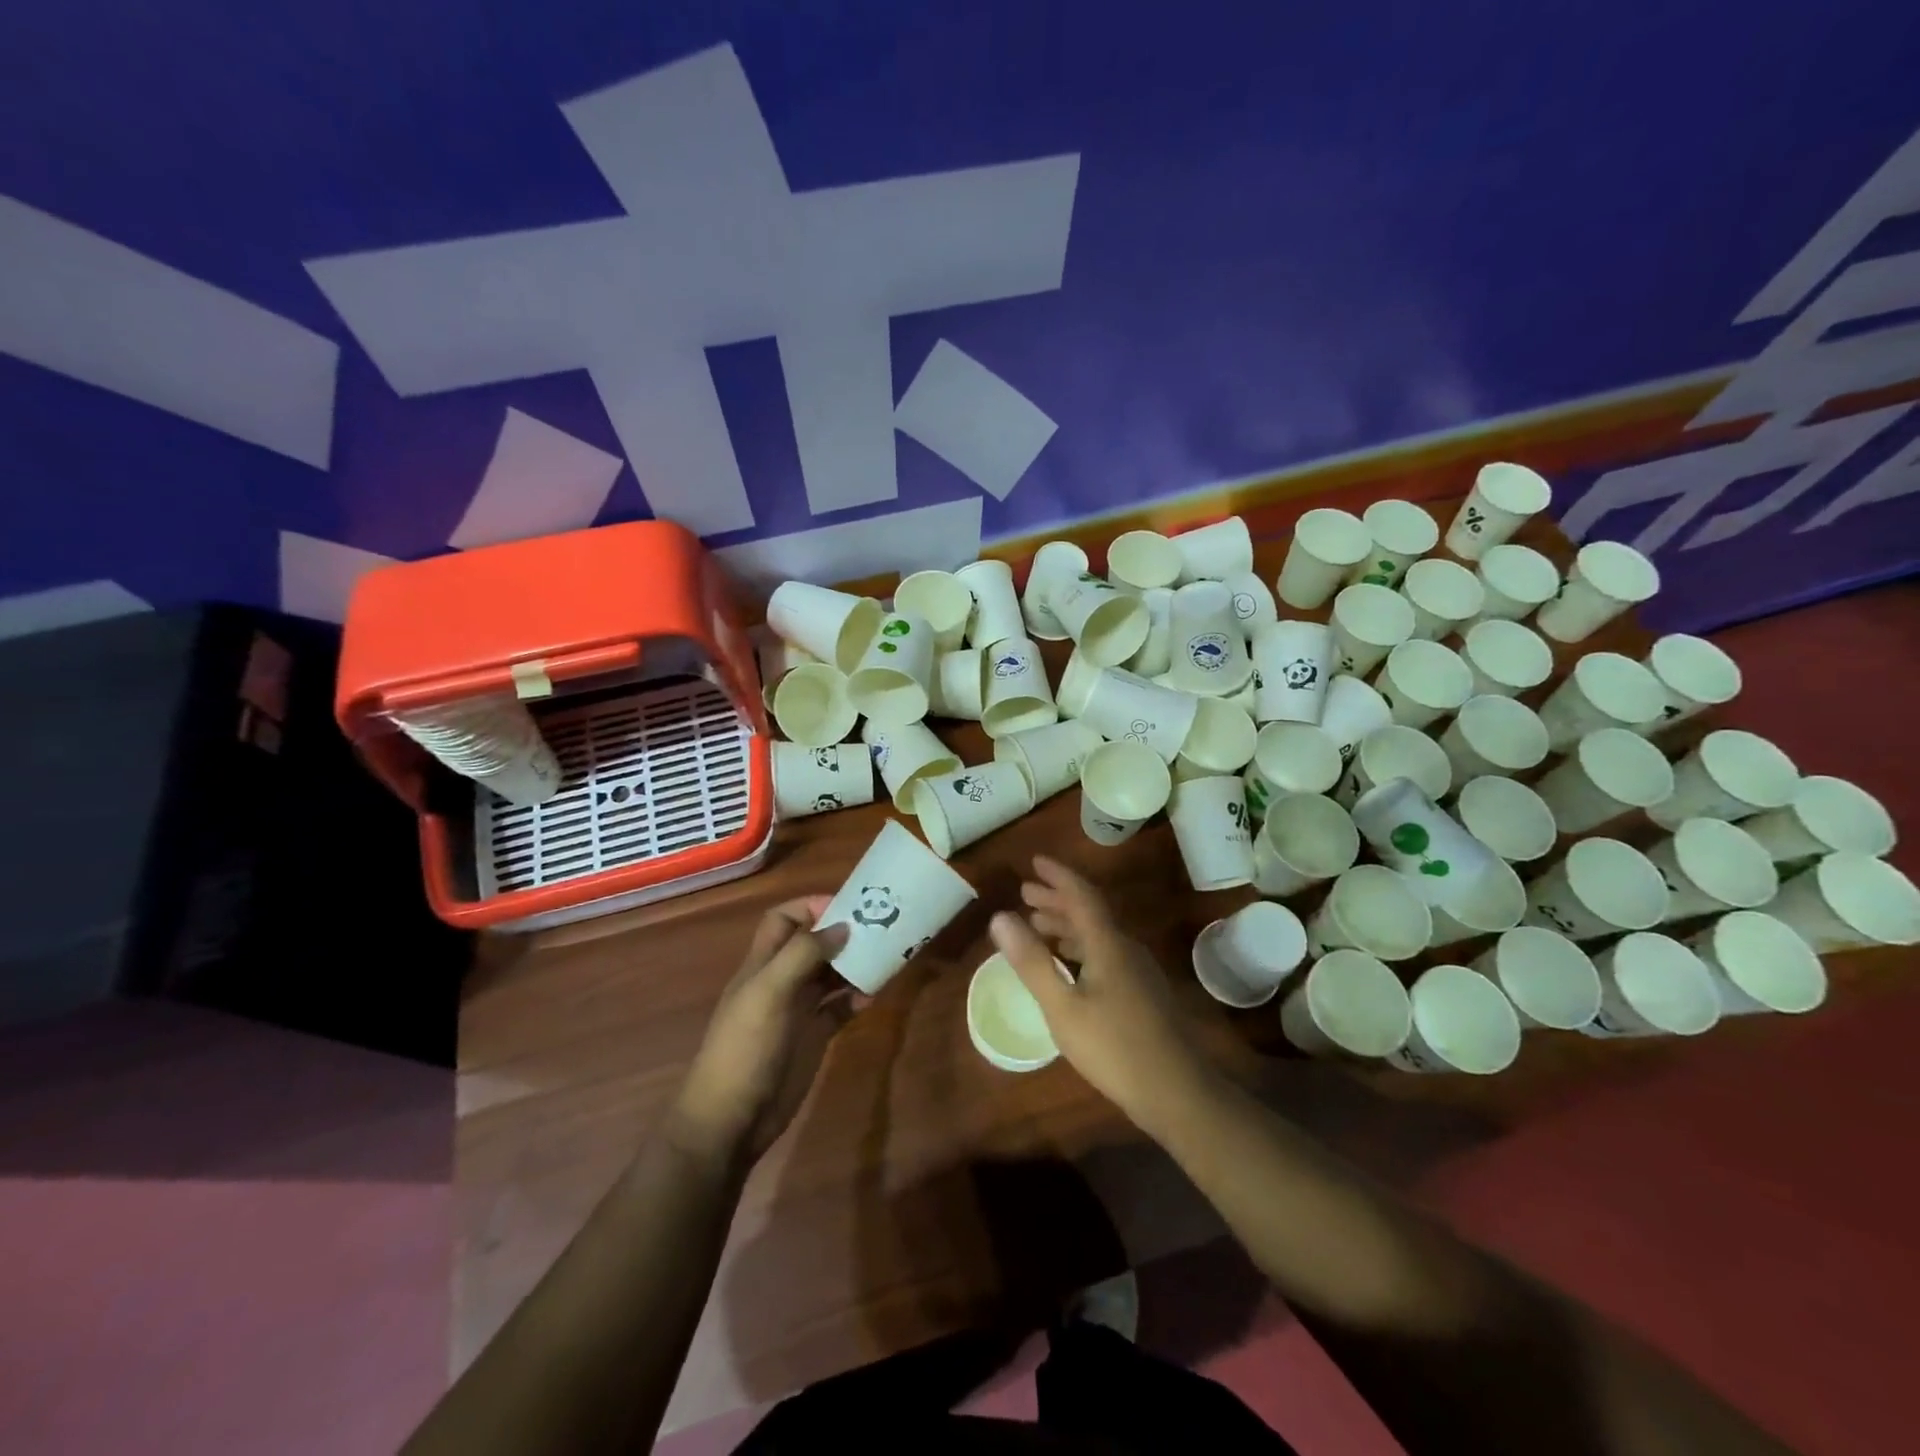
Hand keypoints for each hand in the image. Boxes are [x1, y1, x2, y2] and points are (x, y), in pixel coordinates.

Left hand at [670, 897, 853, 1166]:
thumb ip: (803, 954)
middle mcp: (781, 980)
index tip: (847, 906)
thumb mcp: (769, 992)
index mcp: (763, 963)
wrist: (732, 1119)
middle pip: (813, 944)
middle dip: (842, 932)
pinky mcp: (813, 1037)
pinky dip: (857, 998)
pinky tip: (874, 996)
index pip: (783, 919)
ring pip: (830, 974)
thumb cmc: (745, 1048)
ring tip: (885, 957)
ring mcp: (798, 1010)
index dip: (810, 907)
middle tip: (880, 927)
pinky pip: (839, 1008)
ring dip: (854, 963)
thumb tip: (842, 926)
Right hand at [989, 857, 1213, 1133]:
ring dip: (1067, 924)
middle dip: (1057, 899)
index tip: (1034, 862)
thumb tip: (1000, 916)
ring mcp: (1138, 972)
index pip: (1081, 895)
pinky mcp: (1142, 993)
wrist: (1177, 1093)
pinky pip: (1105, 953)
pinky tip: (1068, 966)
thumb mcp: (1062, 1007)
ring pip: (1098, 934)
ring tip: (1038, 924)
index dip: (1057, 876)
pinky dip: (1079, 947)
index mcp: (1108, 944)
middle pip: (1090, 912)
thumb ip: (1031, 961)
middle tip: (1026, 892)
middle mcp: (1126, 949)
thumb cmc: (1113, 1047)